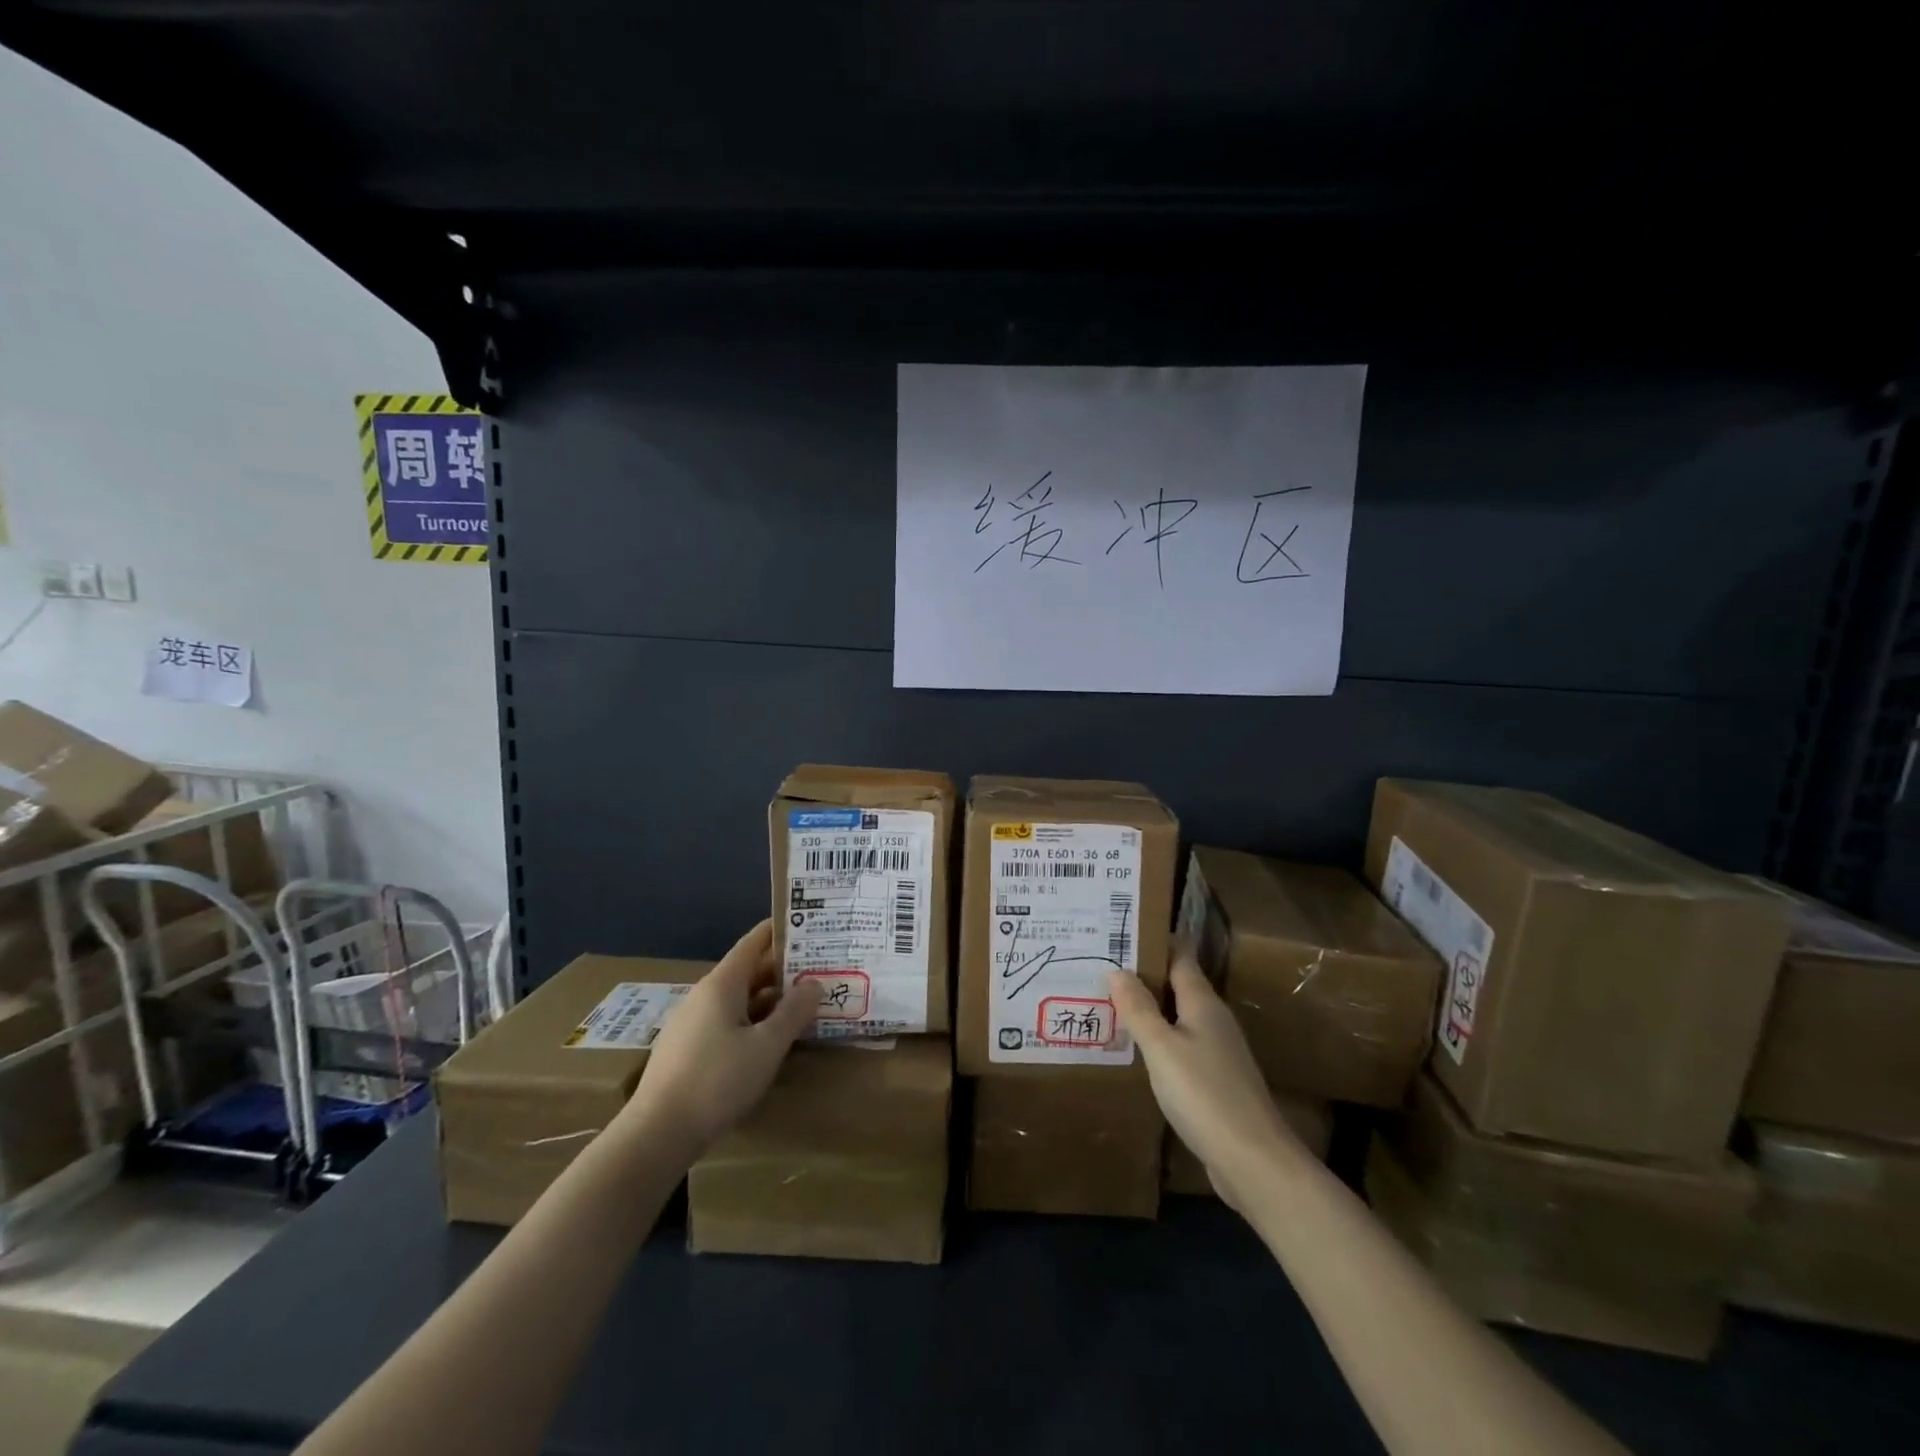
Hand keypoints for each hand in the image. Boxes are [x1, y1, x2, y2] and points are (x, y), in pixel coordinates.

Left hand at [618, 920, 820, 1161]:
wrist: (656, 1134)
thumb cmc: (717, 1081)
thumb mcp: (767, 1046)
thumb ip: (793, 1012)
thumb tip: (814, 983)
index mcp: (722, 984)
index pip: (753, 943)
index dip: (779, 931)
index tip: (806, 924)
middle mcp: (704, 996)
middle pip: (747, 971)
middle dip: (782, 970)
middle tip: (818, 968)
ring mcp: (691, 1023)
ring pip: (738, 1000)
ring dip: (770, 999)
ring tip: (803, 1003)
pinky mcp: (687, 1050)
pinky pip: (727, 1022)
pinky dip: (753, 1021)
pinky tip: (770, 1039)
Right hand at [1109, 956, 1302, 1207]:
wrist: (1253, 1160)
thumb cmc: (1204, 1094)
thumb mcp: (1161, 1048)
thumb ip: (1138, 1009)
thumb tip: (1116, 969)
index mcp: (1203, 1003)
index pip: (1180, 957)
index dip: (1155, 942)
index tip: (1122, 930)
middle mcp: (1213, 1020)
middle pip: (1178, 986)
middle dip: (1146, 975)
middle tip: (1104, 965)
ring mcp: (1218, 1052)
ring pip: (1179, 1017)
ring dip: (1150, 1009)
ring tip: (1111, 1002)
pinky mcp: (1216, 1081)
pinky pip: (1181, 1046)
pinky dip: (1159, 1040)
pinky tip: (1137, 1050)